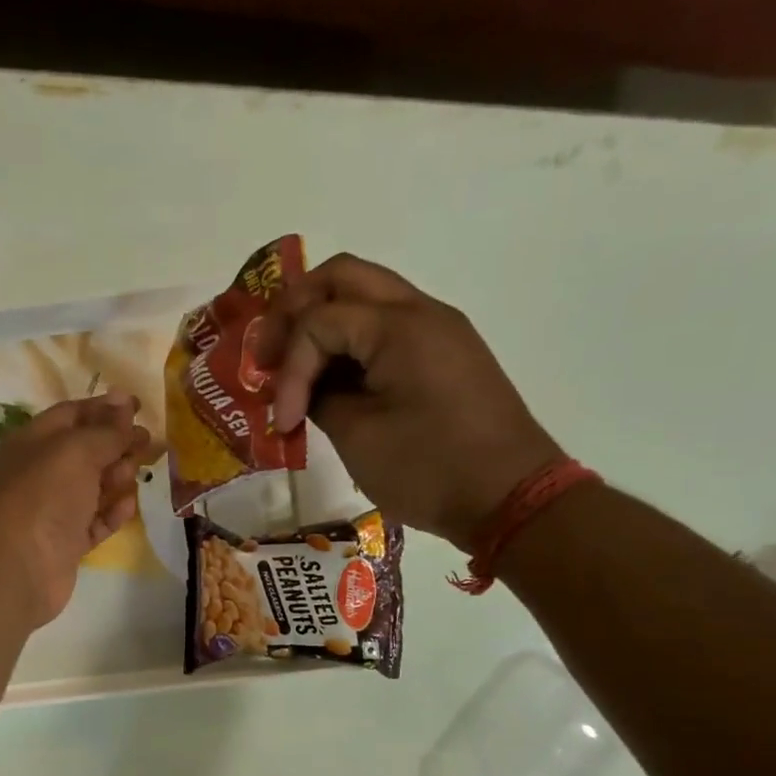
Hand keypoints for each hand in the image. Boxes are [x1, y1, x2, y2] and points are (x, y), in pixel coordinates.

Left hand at [0, 392, 151, 626]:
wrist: (17, 567)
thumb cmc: (43, 496)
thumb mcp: (76, 451)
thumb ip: (106, 430)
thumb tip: (124, 405)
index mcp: (32, 442)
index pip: (71, 414)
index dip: (105, 408)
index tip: (139, 407)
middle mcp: (40, 473)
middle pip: (85, 451)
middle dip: (117, 444)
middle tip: (148, 443)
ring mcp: (52, 511)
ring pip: (92, 487)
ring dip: (117, 477)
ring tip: (134, 474)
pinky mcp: (65, 544)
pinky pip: (94, 522)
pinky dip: (112, 513)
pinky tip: (129, 506)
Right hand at [254, 253, 562, 549]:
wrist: (508, 498)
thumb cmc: (429, 468)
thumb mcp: (359, 437)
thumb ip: (320, 398)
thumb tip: (305, 389)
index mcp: (399, 327)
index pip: (318, 320)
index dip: (287, 369)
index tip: (281, 421)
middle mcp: (420, 312)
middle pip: (341, 278)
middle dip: (294, 312)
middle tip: (267, 356)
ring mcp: (435, 331)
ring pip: (364, 299)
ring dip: (321, 326)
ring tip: (291, 372)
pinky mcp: (441, 356)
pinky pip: (384, 330)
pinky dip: (348, 345)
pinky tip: (328, 382)